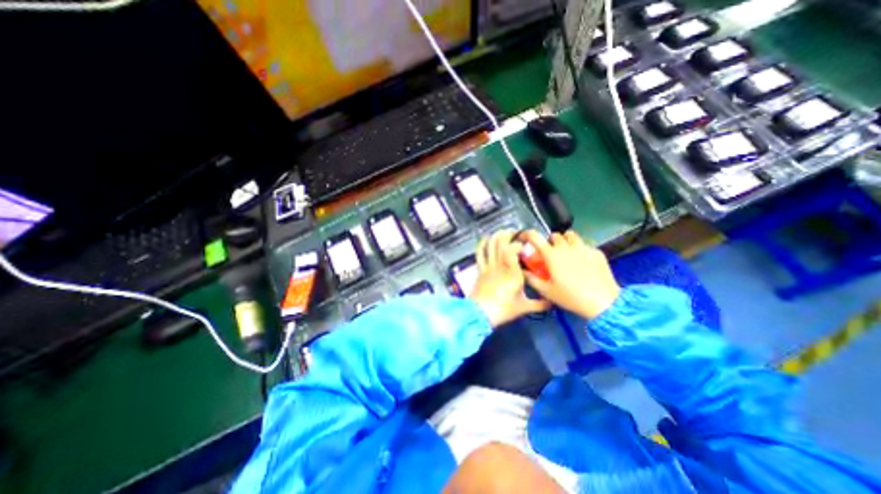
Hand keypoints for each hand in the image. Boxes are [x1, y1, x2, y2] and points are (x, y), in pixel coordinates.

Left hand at [468, 229, 548, 329]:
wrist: (480, 314)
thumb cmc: (503, 310)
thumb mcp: (523, 307)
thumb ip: (539, 304)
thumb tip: (553, 302)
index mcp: (513, 272)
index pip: (513, 250)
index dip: (518, 243)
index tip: (525, 245)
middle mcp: (500, 265)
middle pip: (501, 243)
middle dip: (508, 235)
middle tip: (515, 234)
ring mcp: (488, 266)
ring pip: (491, 245)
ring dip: (496, 236)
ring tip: (503, 232)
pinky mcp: (480, 269)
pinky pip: (480, 253)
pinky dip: (482, 244)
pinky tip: (485, 238)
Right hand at [522, 231, 618, 320]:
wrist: (603, 302)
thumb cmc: (570, 297)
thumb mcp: (546, 291)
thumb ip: (532, 279)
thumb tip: (523, 271)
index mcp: (551, 255)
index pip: (535, 237)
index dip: (527, 234)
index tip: (524, 237)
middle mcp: (566, 247)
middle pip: (555, 235)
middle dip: (550, 241)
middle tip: (550, 253)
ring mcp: (583, 248)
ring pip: (571, 235)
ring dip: (565, 240)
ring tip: (566, 252)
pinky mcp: (597, 252)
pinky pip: (585, 244)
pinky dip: (580, 249)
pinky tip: (583, 262)